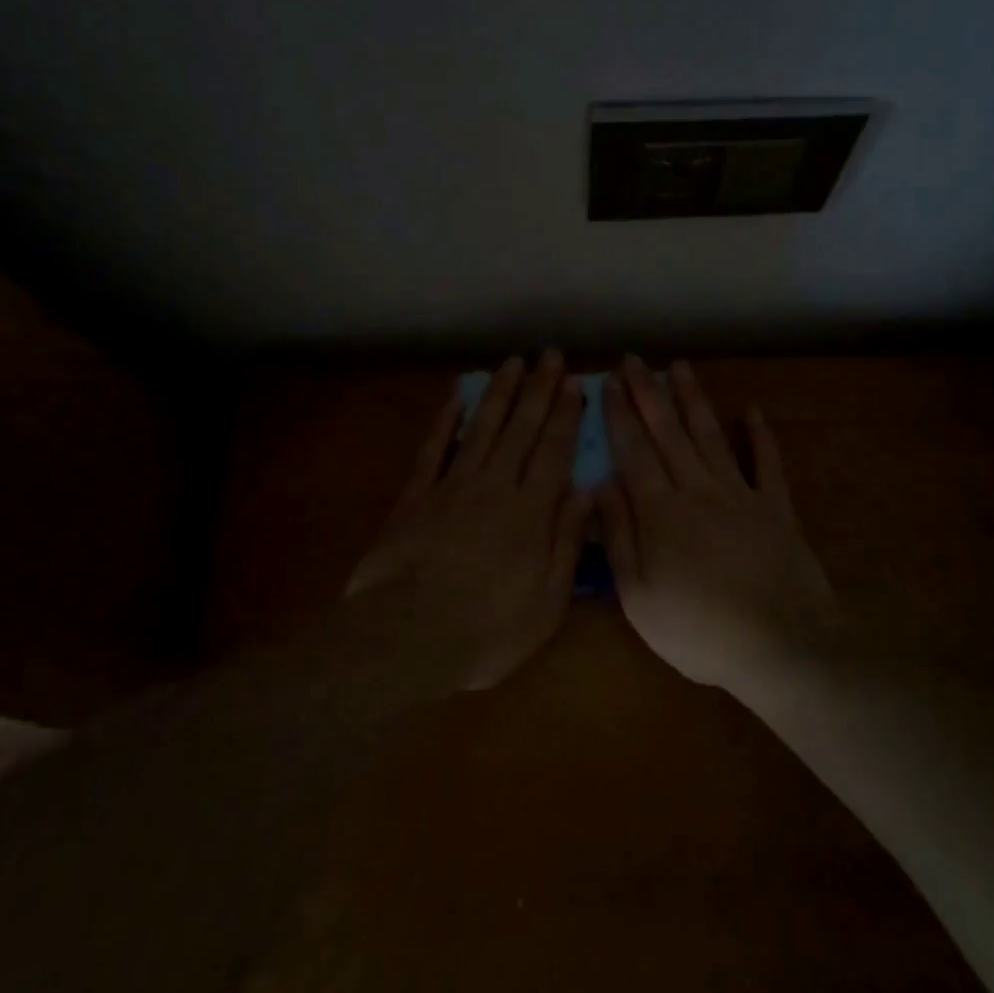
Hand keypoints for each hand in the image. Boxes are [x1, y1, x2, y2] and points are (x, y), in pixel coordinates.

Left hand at [345, 352, 591, 691]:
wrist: (407, 636)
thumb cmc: (488, 630)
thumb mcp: (547, 601)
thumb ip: (567, 543)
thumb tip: (586, 493)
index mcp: (531, 511)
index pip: (555, 450)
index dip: (567, 415)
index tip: (576, 383)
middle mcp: (495, 486)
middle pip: (521, 428)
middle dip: (539, 390)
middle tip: (550, 356)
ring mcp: (452, 486)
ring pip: (481, 428)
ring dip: (499, 393)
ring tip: (513, 363)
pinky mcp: (416, 496)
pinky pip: (433, 448)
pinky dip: (445, 421)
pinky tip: (456, 397)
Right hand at [596, 356, 840, 692]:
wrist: (781, 646)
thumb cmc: (699, 631)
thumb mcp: (639, 598)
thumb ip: (619, 538)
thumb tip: (599, 485)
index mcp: (661, 512)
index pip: (634, 452)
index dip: (619, 415)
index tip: (608, 382)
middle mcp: (698, 490)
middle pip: (668, 433)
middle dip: (649, 393)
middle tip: (634, 360)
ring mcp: (741, 495)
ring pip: (711, 436)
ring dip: (694, 400)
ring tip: (680, 367)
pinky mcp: (776, 509)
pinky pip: (767, 464)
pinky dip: (759, 436)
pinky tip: (752, 411)